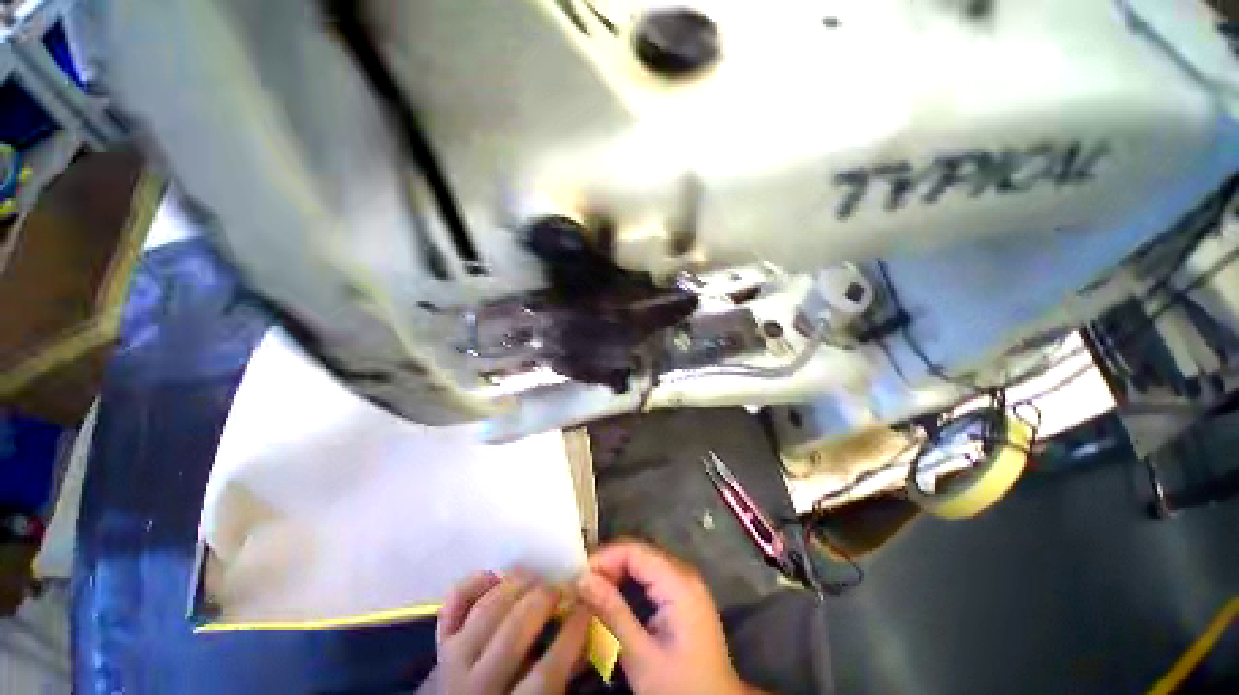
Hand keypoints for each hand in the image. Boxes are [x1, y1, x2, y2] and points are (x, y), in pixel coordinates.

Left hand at [436, 571, 589, 693]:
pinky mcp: (440, 644)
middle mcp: (476, 684)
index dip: (573, 633)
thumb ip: (564, 669)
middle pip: (513, 632)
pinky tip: (495, 574)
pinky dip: (473, 583)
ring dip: (515, 584)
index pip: (547, 672)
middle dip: (543, 600)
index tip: (588, 605)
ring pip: (486, 611)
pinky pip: (453, 605)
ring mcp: (453, 661)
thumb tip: (588, 625)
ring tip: (537, 576)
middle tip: (562, 586)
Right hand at [576, 542, 752, 694]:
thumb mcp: (642, 657)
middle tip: (579, 586)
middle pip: (639, 552)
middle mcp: (684, 573)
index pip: (634, 550)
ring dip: (616, 573)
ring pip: (643, 562)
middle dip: (607, 564)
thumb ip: (612, 613)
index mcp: (679, 583)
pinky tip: (612, 597)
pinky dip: (628, 582)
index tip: (576, 576)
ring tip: (590, 592)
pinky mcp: (683, 594)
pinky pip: (650, 575)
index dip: (603, 557)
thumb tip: (581, 579)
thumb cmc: (681, 687)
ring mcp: (685, 582)